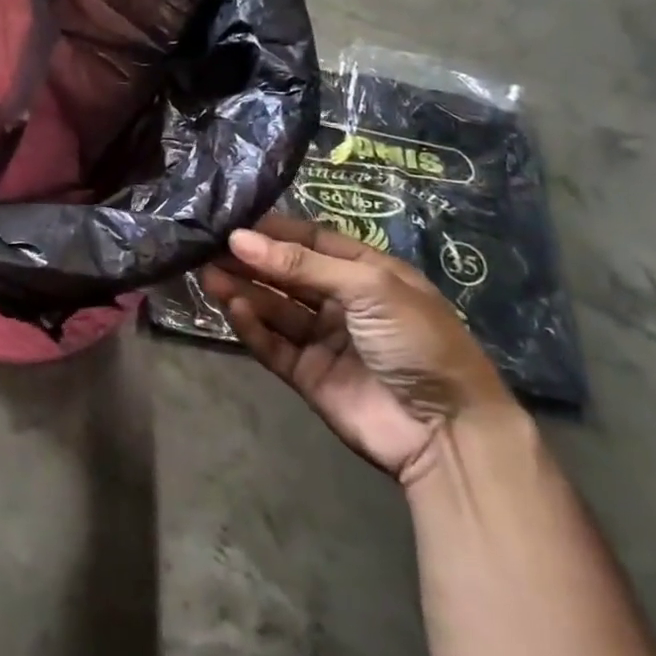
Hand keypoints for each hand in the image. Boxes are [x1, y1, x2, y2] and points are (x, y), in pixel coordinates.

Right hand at [200, 216, 514, 484]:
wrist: (449, 433)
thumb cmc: (418, 340)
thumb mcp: (368, 288)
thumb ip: (301, 264)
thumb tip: (239, 239)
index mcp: (365, 272)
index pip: (309, 241)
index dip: (272, 231)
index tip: (231, 221)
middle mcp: (341, 301)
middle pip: (285, 273)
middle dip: (249, 260)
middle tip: (206, 248)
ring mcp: (323, 339)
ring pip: (273, 307)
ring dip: (242, 290)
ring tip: (207, 274)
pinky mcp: (308, 374)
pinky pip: (272, 344)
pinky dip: (252, 326)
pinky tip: (233, 309)